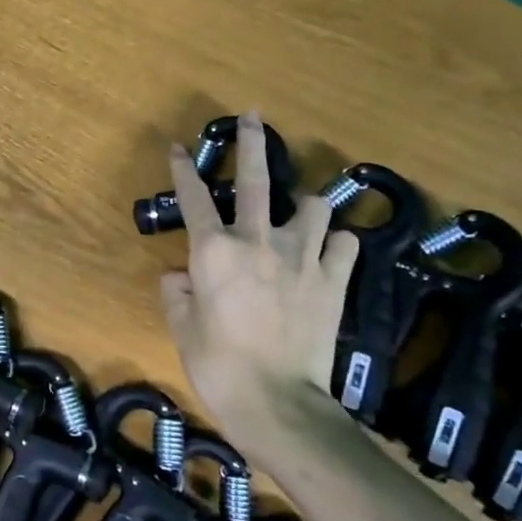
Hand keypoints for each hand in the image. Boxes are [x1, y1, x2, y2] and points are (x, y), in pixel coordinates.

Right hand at [159, 110, 359, 437]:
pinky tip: (329, 252)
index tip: (180, 147)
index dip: (184, 170)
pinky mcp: (334, 279)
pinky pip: (345, 244)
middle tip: (252, 118)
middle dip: (251, 143)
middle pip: (255, 179)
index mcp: (213, 251)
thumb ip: (176, 293)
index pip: (193, 198)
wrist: (278, 402)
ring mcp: (302, 257)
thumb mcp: (182, 328)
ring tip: (301, 210)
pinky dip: (336, 243)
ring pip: (314, 205)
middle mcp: (257, 241)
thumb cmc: (218, 365)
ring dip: (306, 203)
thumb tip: (180, 276)